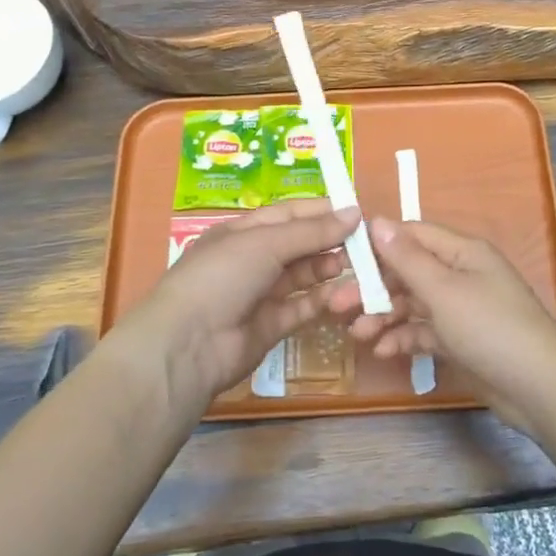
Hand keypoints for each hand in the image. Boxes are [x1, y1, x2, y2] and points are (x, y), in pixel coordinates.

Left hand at [112, 199, 360, 411]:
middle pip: (298, 243)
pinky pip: (302, 307)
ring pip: (302, 275)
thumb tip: (355, 213)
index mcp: (243, 231)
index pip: (289, 213)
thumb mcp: (266, 243)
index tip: (357, 212)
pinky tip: (345, 294)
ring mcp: (260, 294)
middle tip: (366, 242)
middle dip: (329, 240)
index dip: (322, 211)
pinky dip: (322, 300)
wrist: (189, 344)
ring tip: (357, 265)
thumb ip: (312, 231)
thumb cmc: (222, 276)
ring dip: (328, 268)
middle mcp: (252, 259)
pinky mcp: (270, 326)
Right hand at [343, 217, 555, 432]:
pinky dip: (404, 338)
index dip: (377, 245)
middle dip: (373, 288)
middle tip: (336, 306)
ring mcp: (462, 308)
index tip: (342, 260)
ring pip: (413, 304)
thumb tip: (376, 220)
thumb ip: (407, 257)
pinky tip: (383, 352)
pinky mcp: (462, 340)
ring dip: (384, 316)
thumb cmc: (490, 328)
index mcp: (461, 252)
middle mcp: (461, 274)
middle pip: (408, 272)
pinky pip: (425, 331)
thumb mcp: (443, 290)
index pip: (412, 235)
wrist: (540, 389)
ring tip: (356, 335)